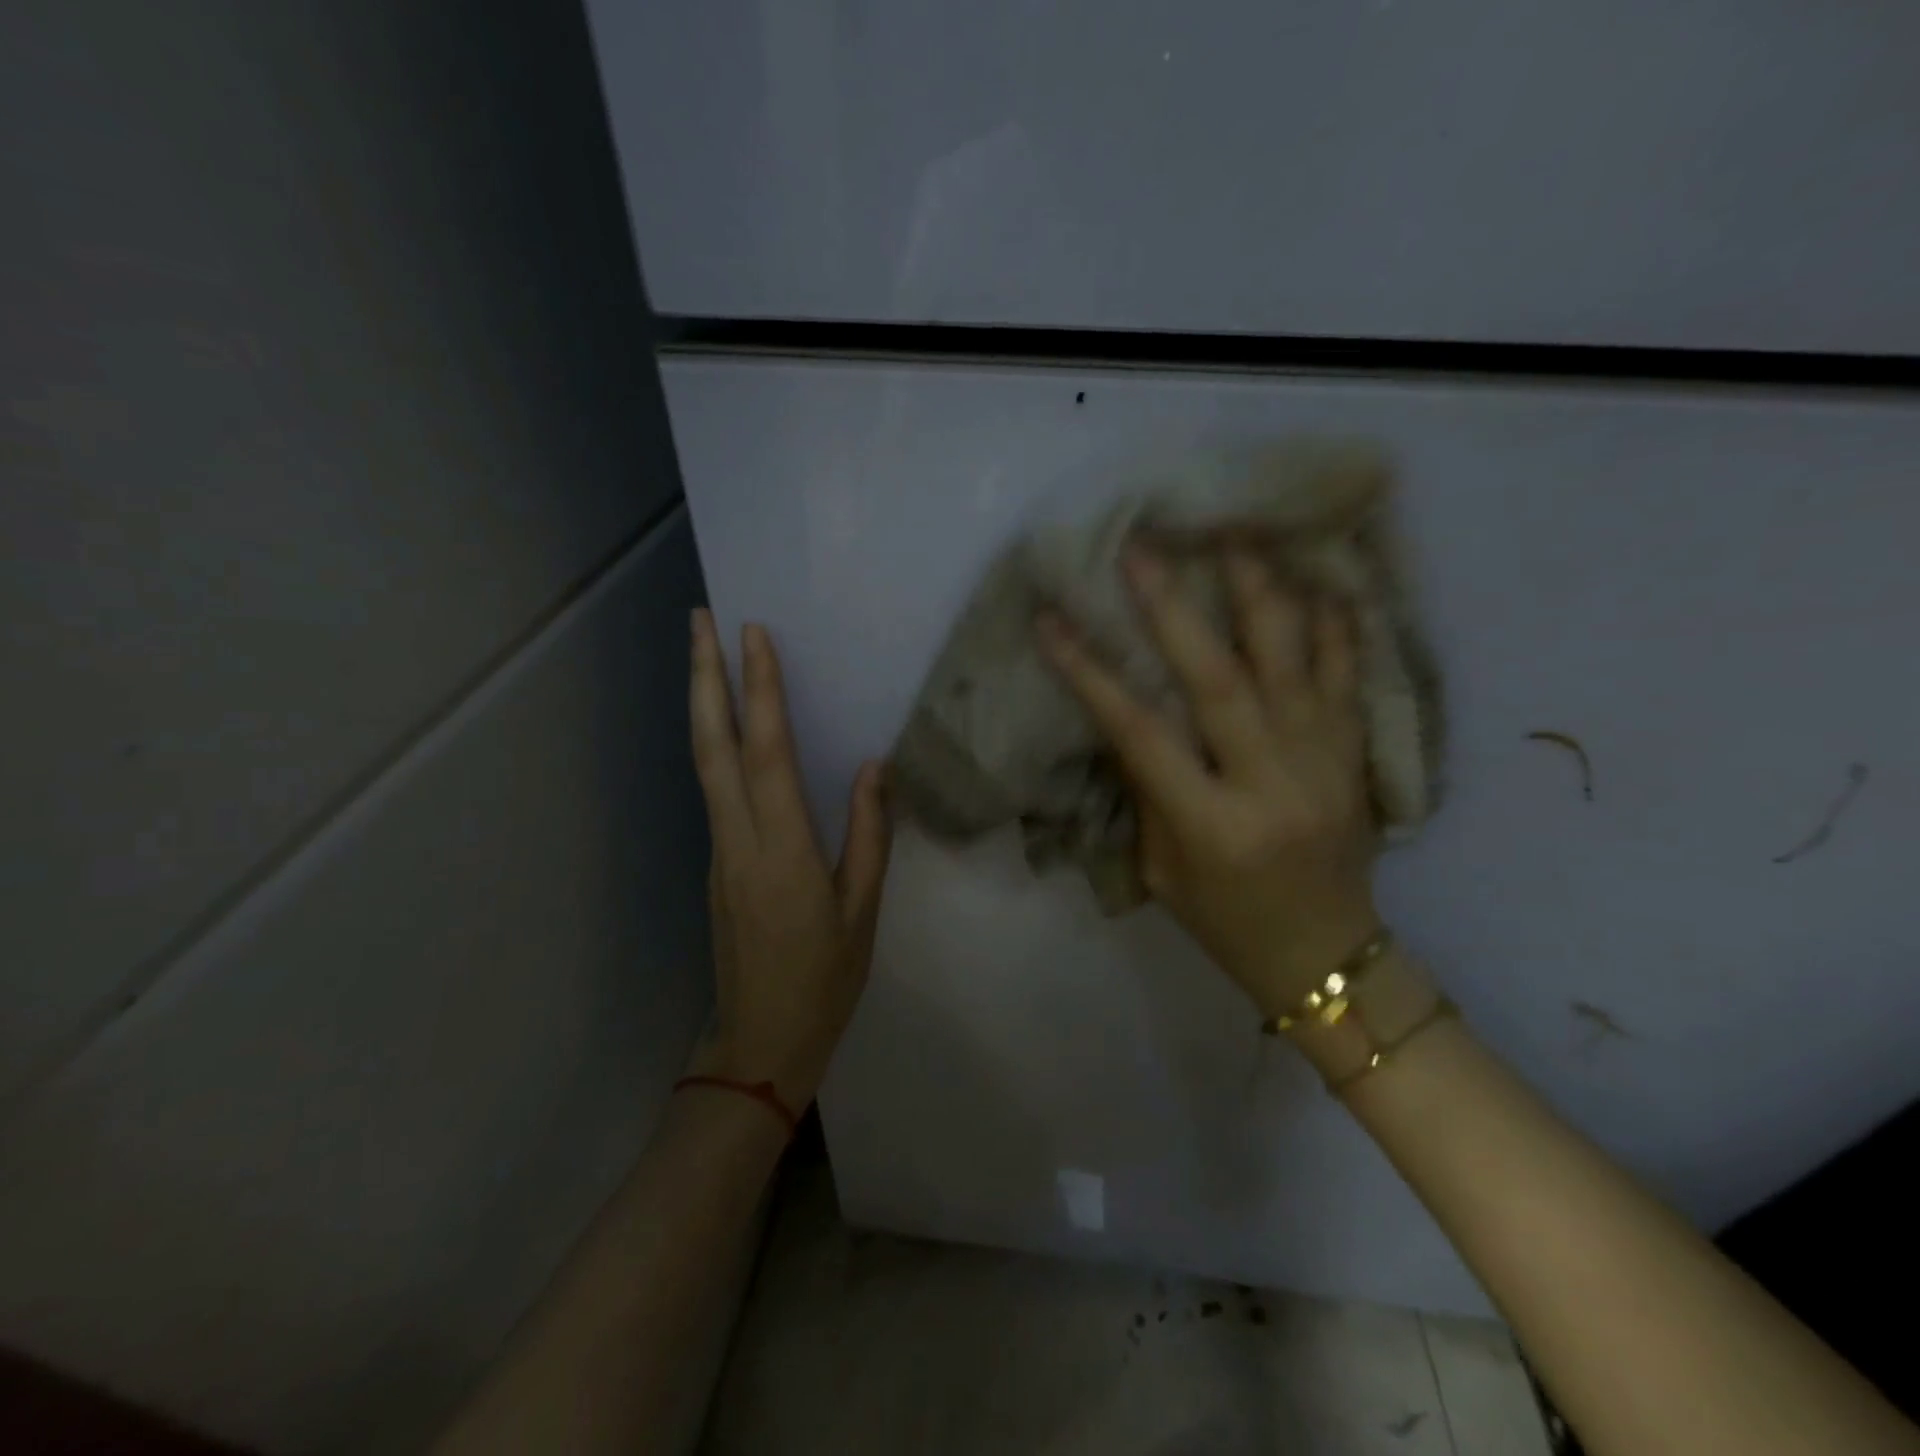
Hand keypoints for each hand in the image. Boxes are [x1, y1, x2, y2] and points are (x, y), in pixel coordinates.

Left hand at [685, 610, 892, 1113]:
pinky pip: (713, 789)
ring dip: (702, 704)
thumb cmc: (825, 980)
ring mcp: (718, 851)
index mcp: (783, 851)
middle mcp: (739, 840)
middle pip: (712, 746)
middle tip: (700, 619)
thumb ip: (868, 836)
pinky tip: (727, 726)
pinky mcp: (715, 862)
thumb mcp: (863, 912)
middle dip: (703, 677)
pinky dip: (714, 743)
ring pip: (703, 764)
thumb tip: (871, 767)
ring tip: (704, 654)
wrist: (760, 1044)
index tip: (753, 636)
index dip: (759, 691)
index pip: (766, 754)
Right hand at [1036, 545, 1379, 1018]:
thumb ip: (1149, 792)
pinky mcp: (1356, 758)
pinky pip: (1349, 680)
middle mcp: (1269, 784)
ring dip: (1259, 594)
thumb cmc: (1225, 922)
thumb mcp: (1164, 870)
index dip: (1090, 673)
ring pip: (1291, 663)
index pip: (1139, 733)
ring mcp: (1322, 765)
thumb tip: (1131, 717)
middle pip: (1217, 680)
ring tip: (1236, 534)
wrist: (1326, 958)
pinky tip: (1322, 580)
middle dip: (1173, 609)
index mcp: (1211, 824)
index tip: (1052, 621)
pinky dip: (1337, 628)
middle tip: (1143, 550)